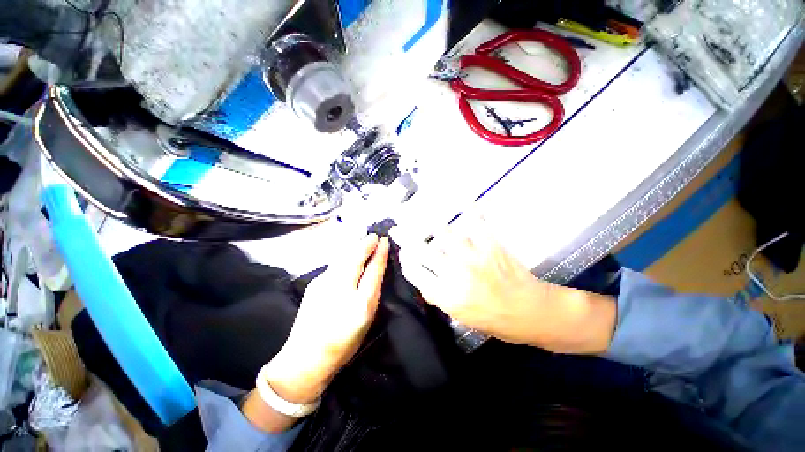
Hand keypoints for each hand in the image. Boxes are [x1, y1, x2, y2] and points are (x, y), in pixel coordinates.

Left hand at [266, 234, 389, 403]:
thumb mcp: (366, 319)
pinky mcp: (315, 284)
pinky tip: (349, 255)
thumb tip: (376, 269)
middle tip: (374, 235)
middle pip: (355, 257)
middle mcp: (341, 288)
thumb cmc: (343, 342)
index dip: (380, 252)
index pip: (373, 269)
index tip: (384, 240)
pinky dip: (345, 256)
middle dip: (366, 243)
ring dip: (355, 247)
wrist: (306, 357)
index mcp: (360, 302)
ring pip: (343, 257)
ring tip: (364, 240)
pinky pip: (335, 264)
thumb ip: (372, 292)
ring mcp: (324, 283)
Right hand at [397, 218, 614, 353]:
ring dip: (431, 224)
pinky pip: (477, 223)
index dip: (405, 261)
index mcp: (447, 295)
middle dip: (405, 238)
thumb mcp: (462, 318)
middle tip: (396, 229)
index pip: (415, 273)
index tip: (403, 254)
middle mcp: (455, 273)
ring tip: (422, 215)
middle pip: (422, 251)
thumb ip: (440, 299)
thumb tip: (425, 283)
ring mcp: (473, 256)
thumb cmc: (497, 321)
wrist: (533, 313)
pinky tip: (465, 201)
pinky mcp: (491, 245)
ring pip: (444, 233)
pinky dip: (471, 211)